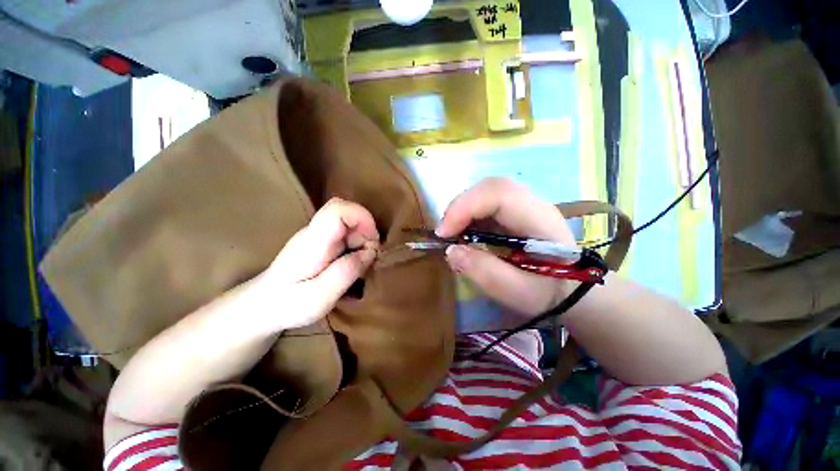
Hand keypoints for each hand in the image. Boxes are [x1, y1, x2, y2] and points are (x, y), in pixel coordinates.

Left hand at [262, 198, 379, 329]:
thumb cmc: (289, 304)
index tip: (373, 241)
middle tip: (370, 259)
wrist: (265, 304)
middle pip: (348, 214)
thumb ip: (345, 273)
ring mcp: (319, 234)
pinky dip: (358, 245)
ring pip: (350, 223)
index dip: (362, 217)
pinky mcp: (323, 241)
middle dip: (367, 233)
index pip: (338, 209)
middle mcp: (316, 231)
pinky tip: (355, 263)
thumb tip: (370, 252)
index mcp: (313, 242)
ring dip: (364, 241)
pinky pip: (347, 233)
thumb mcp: (319, 297)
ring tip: (362, 265)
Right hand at [436, 178, 576, 314]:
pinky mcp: (515, 213)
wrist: (571, 291)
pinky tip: (465, 233)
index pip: (499, 194)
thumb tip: (451, 250)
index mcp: (539, 219)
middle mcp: (532, 205)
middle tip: (445, 233)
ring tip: (452, 234)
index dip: (465, 207)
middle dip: (460, 207)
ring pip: (486, 193)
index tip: (444, 234)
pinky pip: (486, 204)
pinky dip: (469, 215)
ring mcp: (524, 206)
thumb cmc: (548, 294)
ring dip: (462, 210)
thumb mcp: (516, 291)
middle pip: (490, 187)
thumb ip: (483, 271)